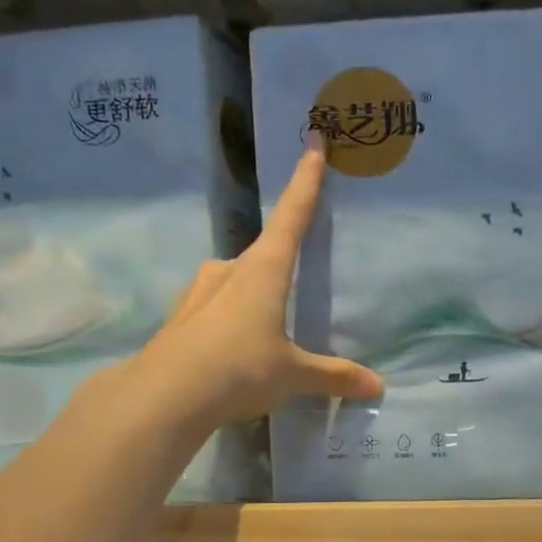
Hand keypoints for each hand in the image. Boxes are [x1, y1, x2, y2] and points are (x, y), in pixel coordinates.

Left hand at [134, 140, 382, 427]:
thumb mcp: (293, 375)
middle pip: (261, 250)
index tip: (313, 143)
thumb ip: (334, 377)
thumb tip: (377, 387)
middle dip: (280, 254)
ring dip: (249, 287)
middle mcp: (229, 272)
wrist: (164, 397)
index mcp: (264, 271)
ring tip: (266, 315)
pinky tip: (232, 341)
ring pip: (232, 277)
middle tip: (296, 268)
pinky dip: (228, 315)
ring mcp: (200, 294)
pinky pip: (213, 305)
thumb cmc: (239, 369)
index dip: (306, 181)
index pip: (291, 216)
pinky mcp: (181, 319)